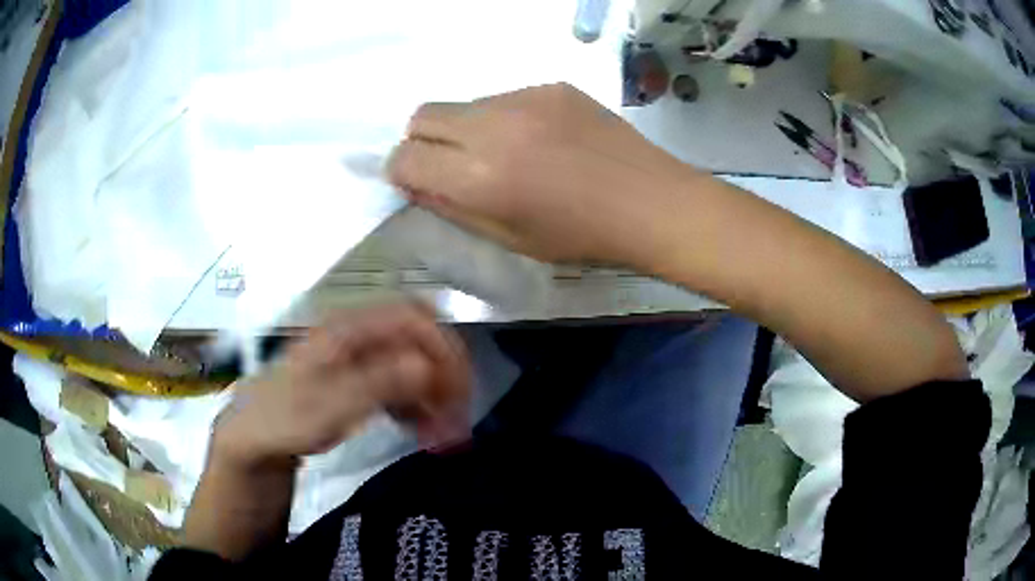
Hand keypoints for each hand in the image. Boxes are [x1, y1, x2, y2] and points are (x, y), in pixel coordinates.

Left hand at [211, 303, 470, 468]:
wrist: (253, 439)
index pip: (413, 318)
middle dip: (446, 374)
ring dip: (435, 394)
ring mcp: (359, 358)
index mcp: (348, 330)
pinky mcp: (359, 381)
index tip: (458, 393)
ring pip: (414, 362)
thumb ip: (376, 384)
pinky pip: (401, 385)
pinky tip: (422, 430)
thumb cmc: (284, 419)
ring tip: (444, 434)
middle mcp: (358, 337)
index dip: (443, 347)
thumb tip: (427, 367)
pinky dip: (419, 405)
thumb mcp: (327, 406)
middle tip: (458, 418)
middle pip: (420, 338)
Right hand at [387, 83, 697, 264]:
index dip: (403, 172)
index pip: (406, 158)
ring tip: (507, 153)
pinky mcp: (552, 85)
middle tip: (451, 165)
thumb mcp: (510, 239)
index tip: (419, 183)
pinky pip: (506, 97)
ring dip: (466, 128)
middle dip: (423, 141)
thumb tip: (417, 183)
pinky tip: (542, 139)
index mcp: (479, 177)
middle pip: (422, 115)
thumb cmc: (581, 236)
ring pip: (465, 104)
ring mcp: (525, 98)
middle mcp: (493, 127)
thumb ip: (454, 208)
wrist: (651, 202)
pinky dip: (505, 118)